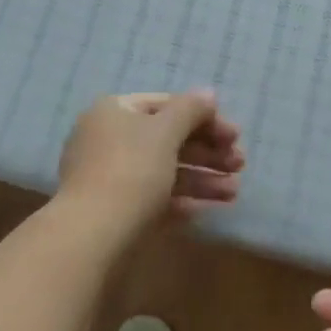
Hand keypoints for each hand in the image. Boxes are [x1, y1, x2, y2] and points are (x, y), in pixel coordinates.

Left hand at [57, 91, 244, 235]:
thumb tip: (207, 93)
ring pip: (163, 171)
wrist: (91, 238)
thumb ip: (190, 110)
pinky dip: (182, 201)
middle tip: (240, 164)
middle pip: (167, 139)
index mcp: (115, 111)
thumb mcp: (165, 133)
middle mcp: (108, 139)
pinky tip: (210, 209)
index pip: (166, 105)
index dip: (203, 117)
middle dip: (207, 152)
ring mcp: (109, 177)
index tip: (234, 135)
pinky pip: (154, 198)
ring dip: (201, 179)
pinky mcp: (114, 212)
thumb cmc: (131, 171)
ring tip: (234, 193)